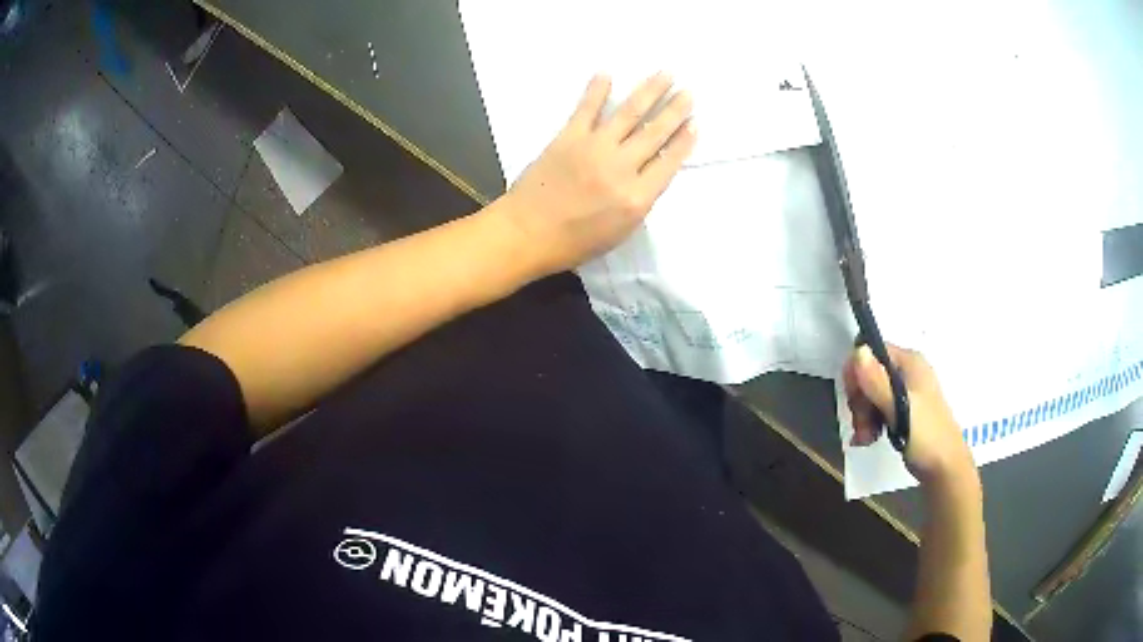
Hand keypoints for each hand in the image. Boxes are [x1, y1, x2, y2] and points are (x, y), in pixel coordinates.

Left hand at [495, 73, 697, 276]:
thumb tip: (650, 174)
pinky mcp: (569, 137)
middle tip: (689, 91)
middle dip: (675, 110)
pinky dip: (597, 90)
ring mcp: (595, 148)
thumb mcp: (619, 233)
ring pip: (629, 114)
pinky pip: (586, 109)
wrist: (526, 234)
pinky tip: (607, 73)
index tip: (695, 123)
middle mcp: (621, 168)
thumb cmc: (573, 243)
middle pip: (655, 133)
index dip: (685, 141)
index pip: (669, 162)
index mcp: (637, 198)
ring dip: (649, 91)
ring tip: (665, 74)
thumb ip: (639, 201)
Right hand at [842, 344, 976, 485]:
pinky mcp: (902, 411)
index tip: (855, 400)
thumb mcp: (901, 409)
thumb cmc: (927, 436)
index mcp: (910, 362)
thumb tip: (858, 351)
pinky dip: (869, 423)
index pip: (871, 351)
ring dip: (863, 416)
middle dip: (860, 401)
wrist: (945, 467)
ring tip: (866, 438)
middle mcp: (907, 371)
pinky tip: (868, 439)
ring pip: (870, 394)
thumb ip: (878, 382)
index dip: (857, 373)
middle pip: (868, 374)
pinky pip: (877, 408)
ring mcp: (905, 392)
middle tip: (862, 426)